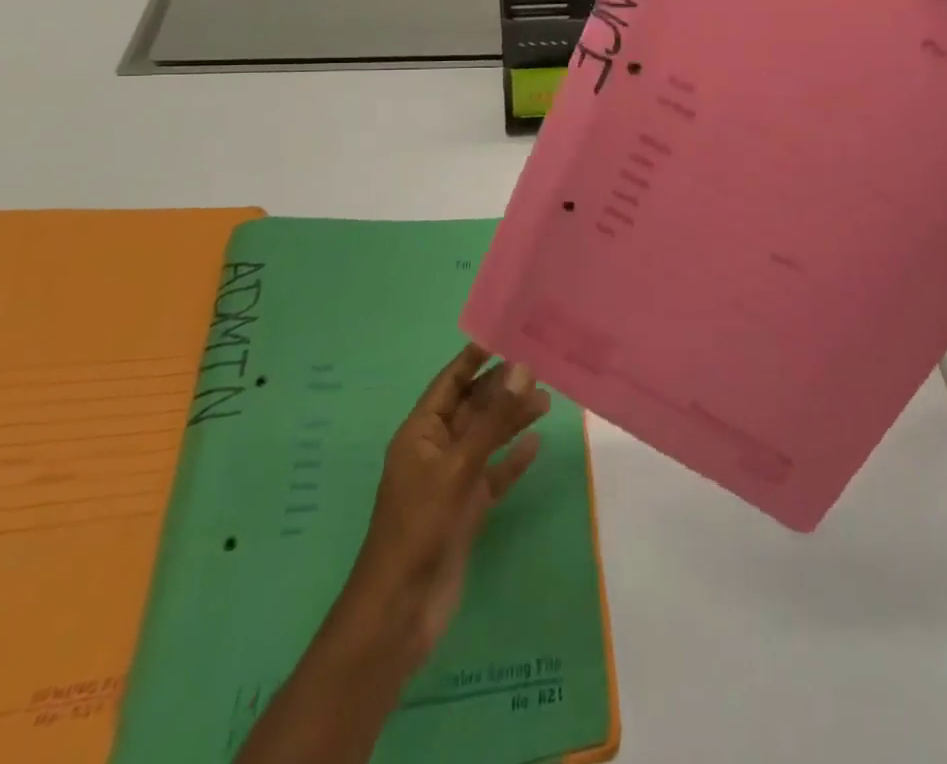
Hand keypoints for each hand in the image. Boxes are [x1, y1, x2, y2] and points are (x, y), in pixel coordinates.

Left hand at [332, 344, 550, 678]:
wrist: (400, 614)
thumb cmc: (419, 529)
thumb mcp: (457, 467)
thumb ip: (492, 419)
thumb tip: (522, 368)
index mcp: (420, 433)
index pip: (450, 382)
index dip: (475, 357)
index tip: (509, 333)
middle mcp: (435, 450)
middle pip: (472, 407)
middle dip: (502, 387)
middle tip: (541, 366)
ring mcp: (451, 481)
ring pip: (486, 438)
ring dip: (511, 419)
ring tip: (546, 400)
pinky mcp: (466, 510)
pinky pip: (493, 474)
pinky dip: (512, 459)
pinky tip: (536, 444)